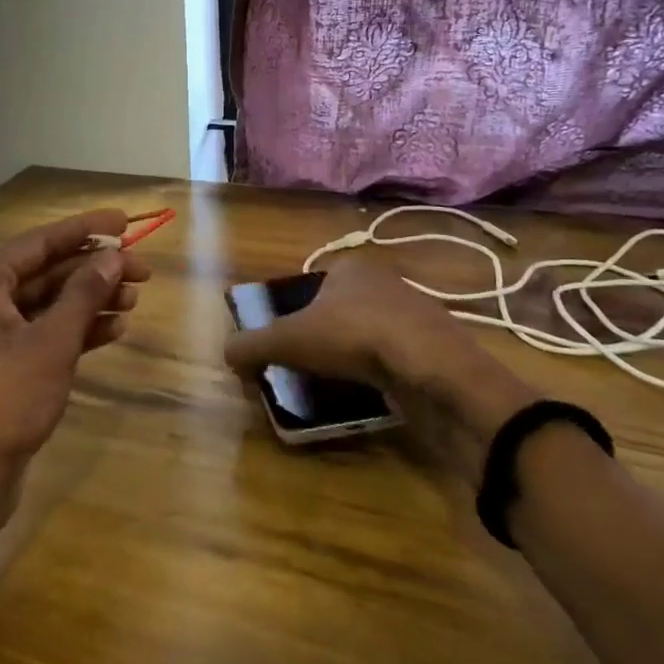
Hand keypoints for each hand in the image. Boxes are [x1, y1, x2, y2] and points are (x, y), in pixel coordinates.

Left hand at [0, 209, 149, 497]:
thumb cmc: (5, 400)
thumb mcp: (52, 343)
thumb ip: (83, 295)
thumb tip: (113, 257)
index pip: (41, 241)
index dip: (85, 229)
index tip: (125, 221)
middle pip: (48, 271)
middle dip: (95, 270)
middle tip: (144, 272)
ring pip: (51, 303)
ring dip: (91, 300)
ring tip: (135, 301)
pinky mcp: (7, 363)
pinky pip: (47, 332)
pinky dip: (78, 330)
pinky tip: (114, 330)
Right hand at [223, 251, 539, 485]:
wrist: (435, 370)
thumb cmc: (354, 337)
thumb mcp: (288, 340)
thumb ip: (252, 345)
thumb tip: (226, 354)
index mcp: (351, 268)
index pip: (313, 286)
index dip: (295, 313)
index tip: (286, 344)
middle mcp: (385, 283)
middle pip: (340, 311)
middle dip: (324, 338)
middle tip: (305, 368)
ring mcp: (416, 315)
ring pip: (370, 336)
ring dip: (353, 358)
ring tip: (335, 386)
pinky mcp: (437, 349)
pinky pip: (396, 360)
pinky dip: (381, 375)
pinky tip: (371, 395)